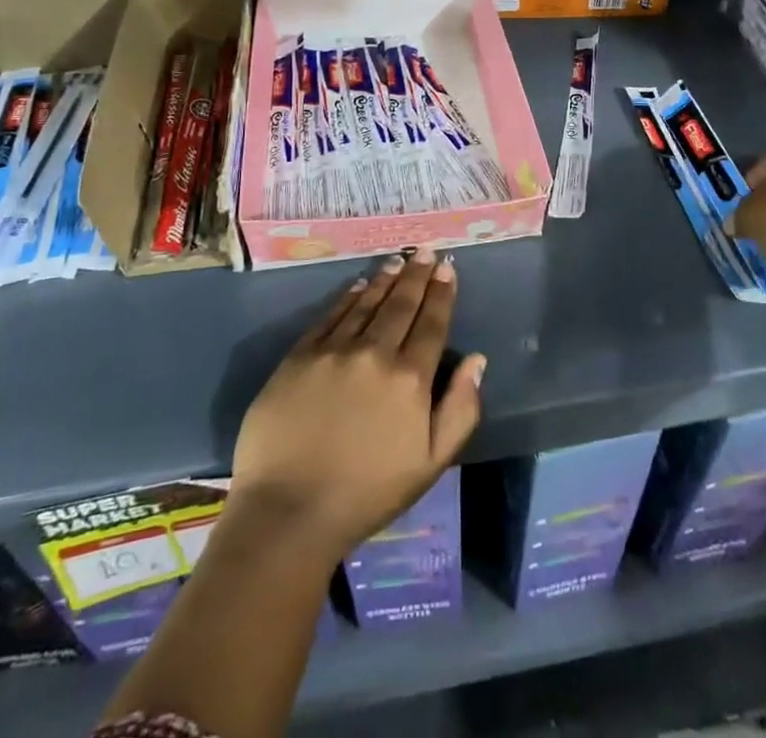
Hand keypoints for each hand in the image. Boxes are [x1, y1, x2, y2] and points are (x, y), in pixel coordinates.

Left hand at [229, 248, 484, 563]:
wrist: (288, 512)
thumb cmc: (367, 494)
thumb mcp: (430, 464)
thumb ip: (460, 410)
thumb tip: (477, 361)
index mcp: (410, 379)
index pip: (432, 324)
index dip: (442, 293)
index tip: (447, 269)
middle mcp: (375, 353)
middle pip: (401, 305)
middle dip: (417, 275)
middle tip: (426, 252)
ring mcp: (334, 351)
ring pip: (366, 304)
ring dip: (385, 280)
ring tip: (397, 262)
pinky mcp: (299, 356)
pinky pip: (330, 316)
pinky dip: (348, 298)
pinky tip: (358, 286)